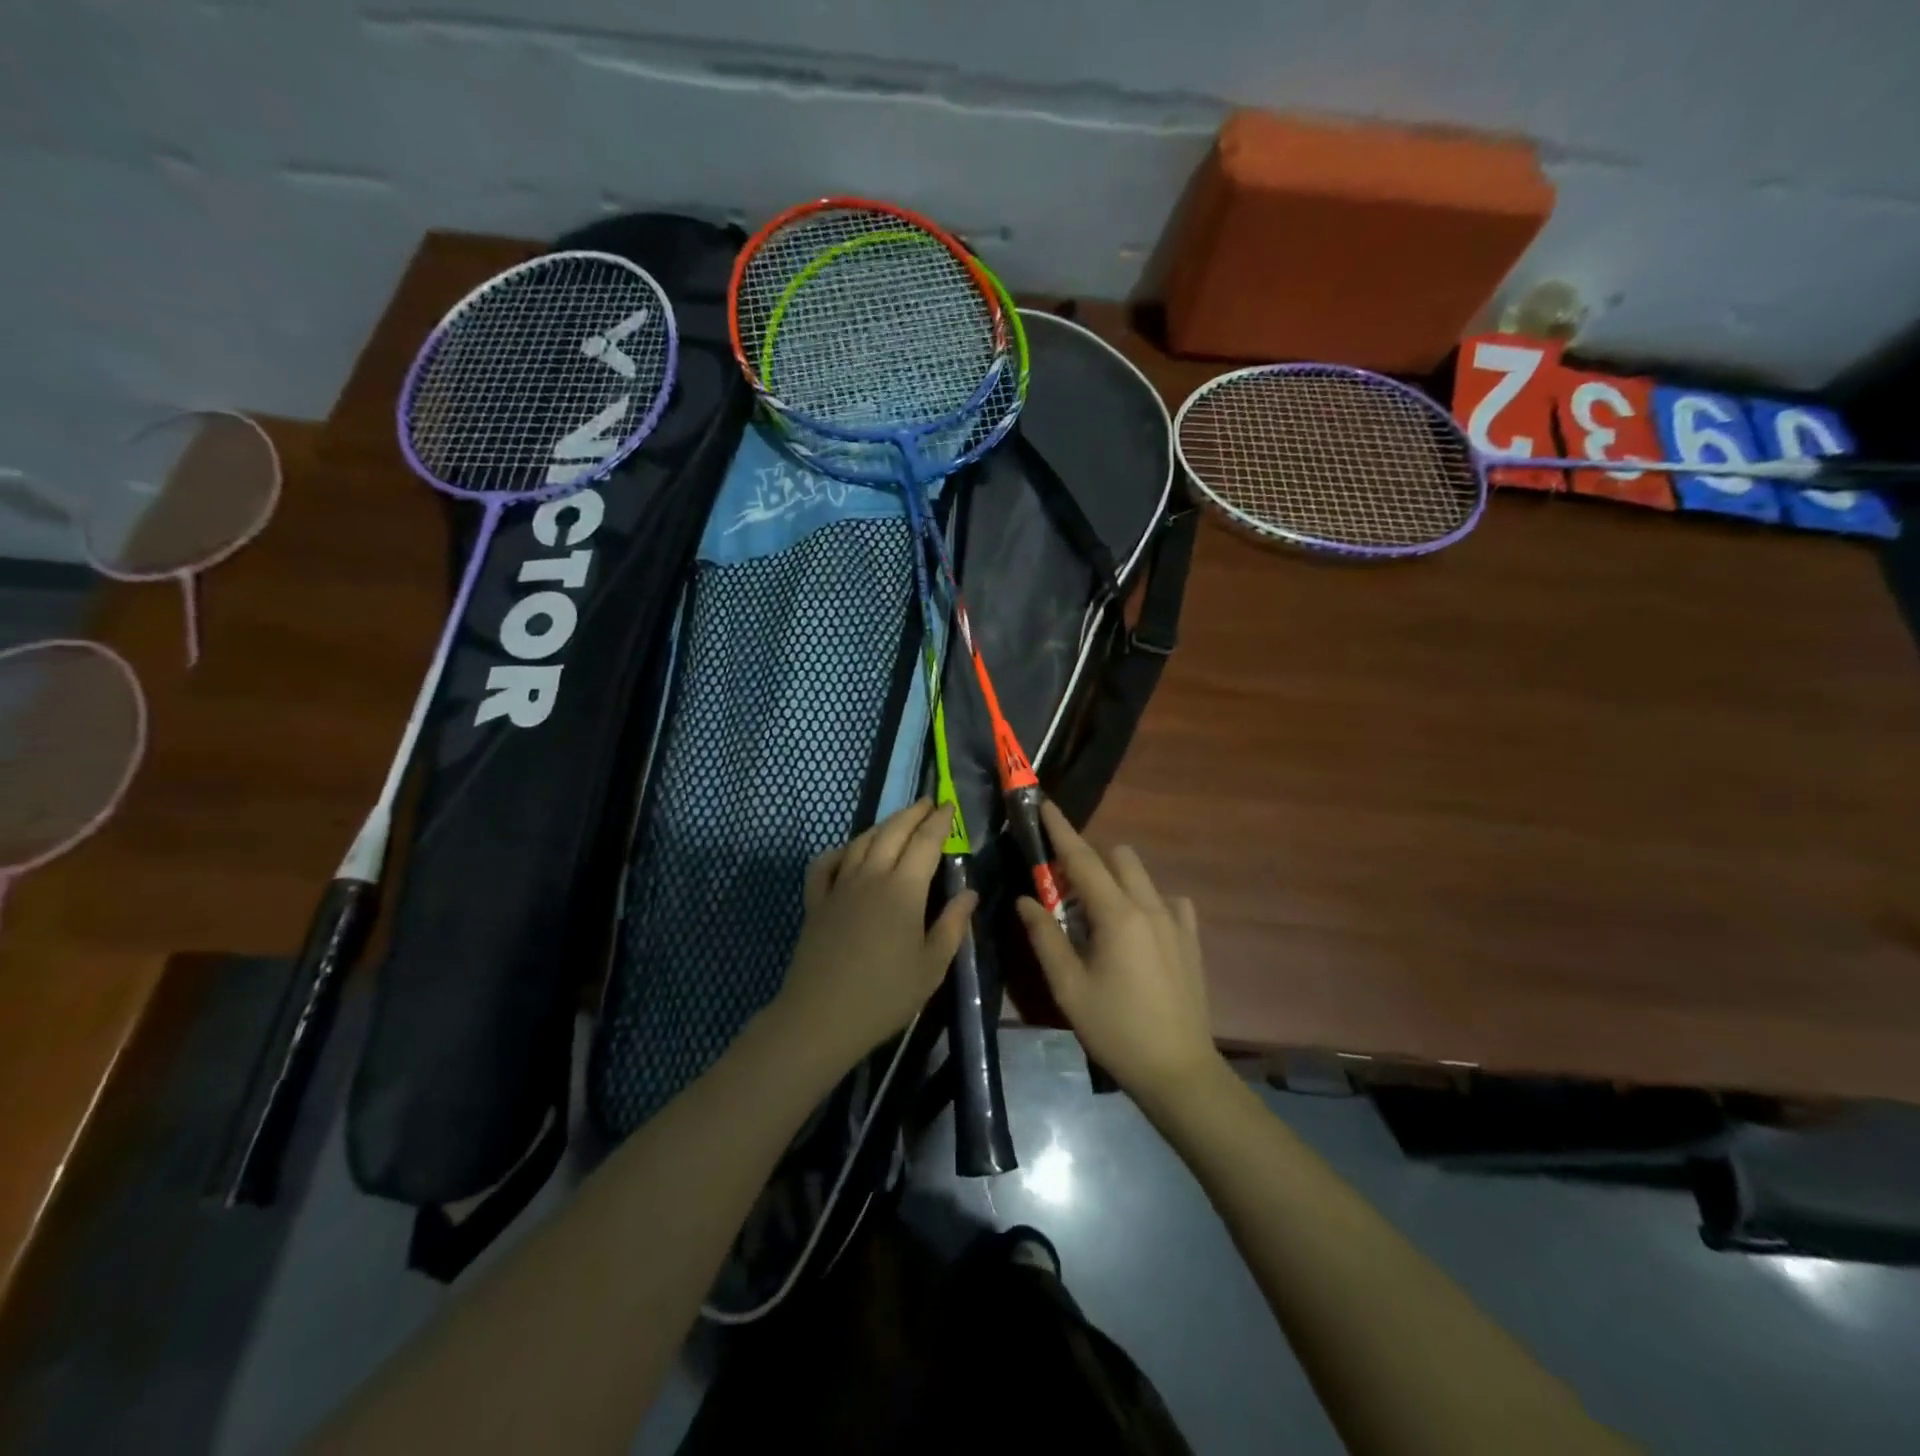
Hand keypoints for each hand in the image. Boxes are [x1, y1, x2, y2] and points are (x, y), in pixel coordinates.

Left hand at [769, 799, 976, 1075]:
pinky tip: (849, 851)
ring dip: (883, 825)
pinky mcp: (816, 901)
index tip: (949, 806)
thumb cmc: (885, 995)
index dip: (939, 822)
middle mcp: (871, 876)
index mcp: (903, 889)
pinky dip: (840, 849)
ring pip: (862, 841)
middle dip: (913, 813)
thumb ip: (952, 925)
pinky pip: (826, 863)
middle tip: (928, 803)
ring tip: (898, 821)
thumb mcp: (932, 966)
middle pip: (893, 832)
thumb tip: (969, 893)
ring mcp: (839, 886)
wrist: (821, 1017)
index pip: (925, 842)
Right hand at [1016, 801, 1219, 1110]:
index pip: (1082, 858)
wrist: (1178, 1070)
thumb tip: (1026, 899)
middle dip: (1090, 859)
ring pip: (1142, 876)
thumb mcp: (1068, 987)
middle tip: (1066, 889)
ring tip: (1100, 915)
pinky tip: (1138, 930)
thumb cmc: (1115, 1029)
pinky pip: (1168, 901)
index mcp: (1117, 915)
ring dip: (1117, 879)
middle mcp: (1150, 906)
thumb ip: (1045, 936)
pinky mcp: (1191, 939)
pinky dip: (1147, 902)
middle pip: (1118, 857)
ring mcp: (1176, 921)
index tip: (1044, 804)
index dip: (1060, 829)